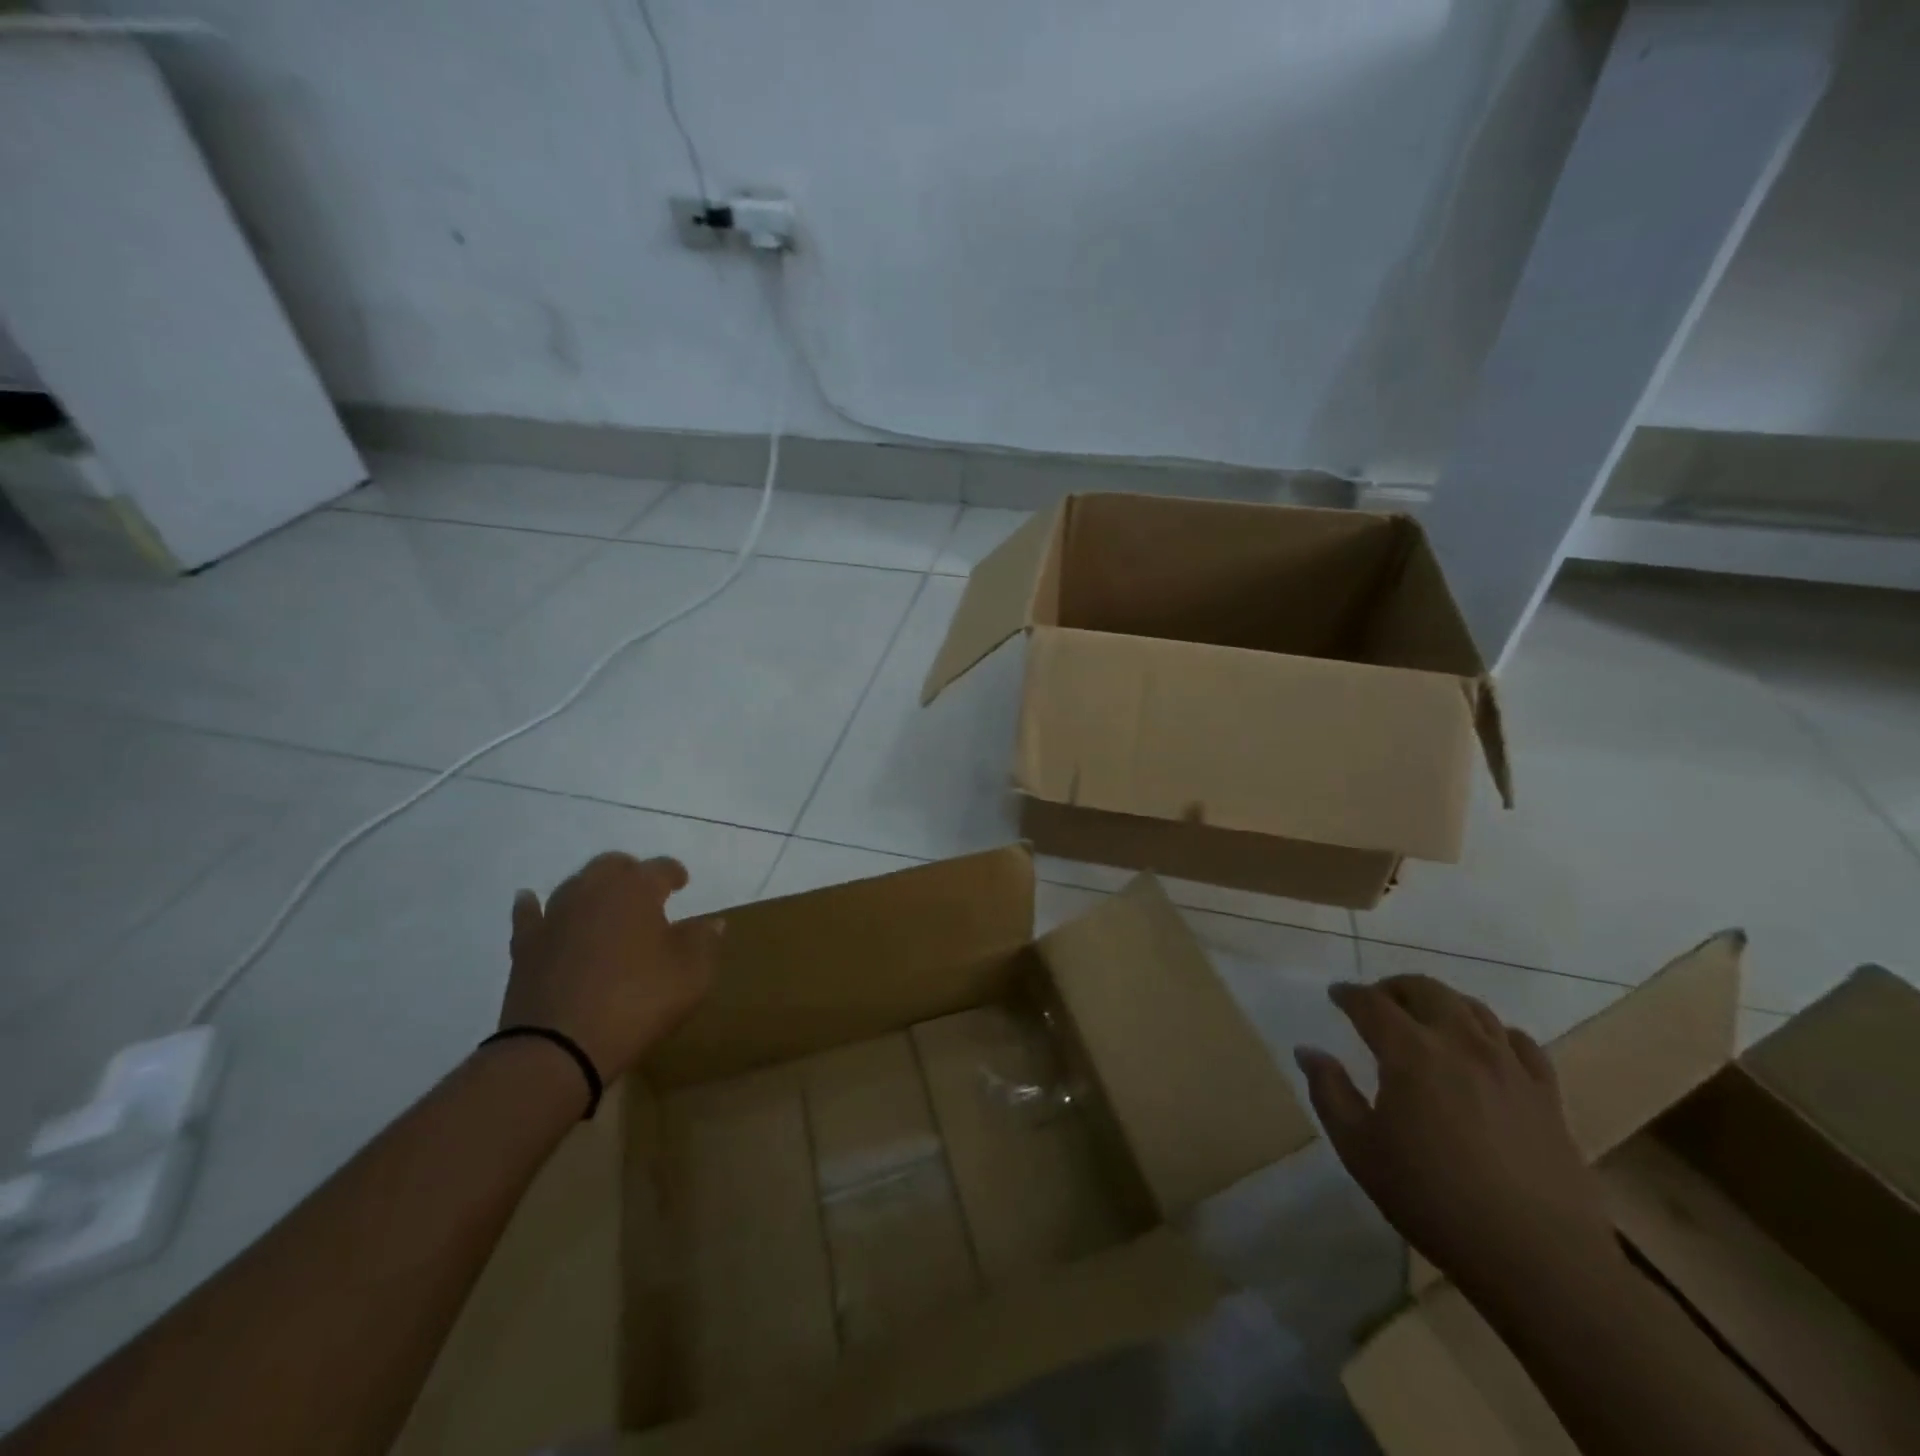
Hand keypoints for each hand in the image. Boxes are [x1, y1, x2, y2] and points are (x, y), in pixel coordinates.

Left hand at [499, 853, 721, 1080]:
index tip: (682, 883)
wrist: (558, 1048)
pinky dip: (534, 906)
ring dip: (592, 889)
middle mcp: (593, 891)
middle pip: (613, 866)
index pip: (660, 868)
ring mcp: (554, 916)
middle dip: (631, 873)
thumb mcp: (692, 974)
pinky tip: (531, 901)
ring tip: (604, 903)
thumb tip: (712, 922)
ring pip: (575, 885)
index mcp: (637, 890)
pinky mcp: (526, 946)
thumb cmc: (637, 1002)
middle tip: (644, 891)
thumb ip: (704, 942)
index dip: (674, 873)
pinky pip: (530, 915)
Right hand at [1294, 976, 1620, 1306]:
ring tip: (1425, 1019)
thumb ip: (1329, 1092)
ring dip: (1441, 1003)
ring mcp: (1509, 1067)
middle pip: (1426, 990)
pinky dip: (1494, 1032)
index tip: (1335, 995)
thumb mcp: (1360, 1150)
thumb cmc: (1434, 1201)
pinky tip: (1485, 1049)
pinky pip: (1520, 1042)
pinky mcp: (1546, 1095)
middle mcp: (1461, 1045)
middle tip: (1376, 1001)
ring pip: (1473, 1009)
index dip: (1349, 994)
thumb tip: (1308, 1051)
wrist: (1539, 1260)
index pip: (1371, 1004)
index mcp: (1411, 1053)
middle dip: (1394, 988)